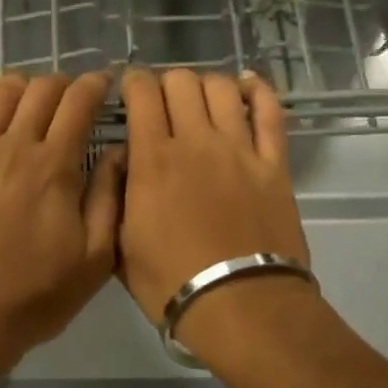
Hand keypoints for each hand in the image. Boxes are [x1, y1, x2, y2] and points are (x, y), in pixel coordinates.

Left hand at [0, 70, 124, 375]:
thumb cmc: (34, 295)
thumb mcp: (94, 259)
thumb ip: (109, 198)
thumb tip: (121, 149)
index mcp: (55, 167)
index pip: (78, 104)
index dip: (95, 84)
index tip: (106, 81)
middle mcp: (14, 148)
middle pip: (40, 91)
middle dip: (63, 83)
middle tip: (74, 96)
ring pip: (0, 95)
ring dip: (22, 82)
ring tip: (34, 91)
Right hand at [117, 68, 317, 360]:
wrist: (240, 306)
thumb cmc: (170, 281)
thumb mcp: (119, 244)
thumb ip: (114, 195)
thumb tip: (122, 160)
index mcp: (152, 159)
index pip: (141, 92)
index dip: (132, 82)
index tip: (128, 92)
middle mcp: (196, 141)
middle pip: (181, 81)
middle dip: (165, 83)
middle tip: (161, 104)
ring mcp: (240, 149)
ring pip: (222, 88)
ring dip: (205, 85)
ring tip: (198, 101)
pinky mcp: (274, 163)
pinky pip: (270, 111)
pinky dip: (257, 90)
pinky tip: (246, 86)